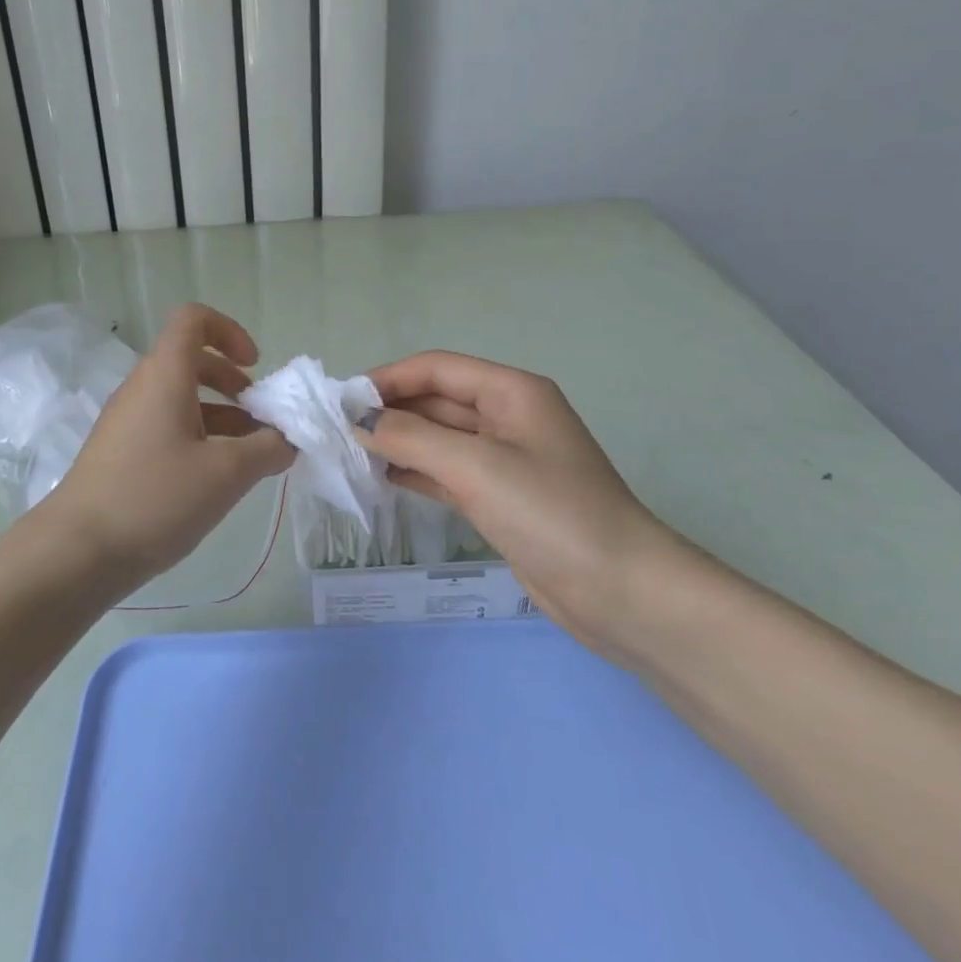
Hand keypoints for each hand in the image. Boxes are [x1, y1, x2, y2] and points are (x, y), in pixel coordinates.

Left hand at [44, 304, 292, 590]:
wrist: (77, 551)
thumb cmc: (155, 498)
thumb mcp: (226, 474)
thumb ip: (267, 448)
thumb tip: (288, 439)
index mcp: (164, 376)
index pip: (193, 320)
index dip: (229, 331)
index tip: (254, 367)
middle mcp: (142, 387)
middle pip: (190, 360)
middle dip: (232, 381)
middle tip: (258, 416)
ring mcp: (126, 420)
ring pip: (179, 397)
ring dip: (219, 415)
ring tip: (248, 456)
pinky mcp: (119, 451)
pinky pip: (165, 425)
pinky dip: (196, 436)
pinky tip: (214, 478)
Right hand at [358, 351, 684, 651]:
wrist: (622, 593)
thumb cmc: (550, 513)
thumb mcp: (476, 467)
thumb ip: (411, 438)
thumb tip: (359, 420)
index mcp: (511, 392)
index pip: (437, 368)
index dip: (388, 378)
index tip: (343, 399)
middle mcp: (507, 417)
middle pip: (437, 400)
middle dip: (390, 411)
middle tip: (338, 430)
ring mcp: (505, 459)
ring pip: (440, 438)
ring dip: (399, 442)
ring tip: (351, 454)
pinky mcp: (501, 497)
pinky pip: (448, 471)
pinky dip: (416, 471)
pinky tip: (383, 479)